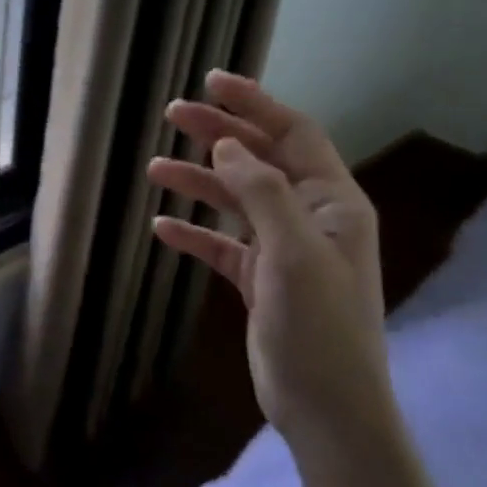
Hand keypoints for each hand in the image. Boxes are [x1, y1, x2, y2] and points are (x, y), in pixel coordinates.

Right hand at [147, 72, 388, 444]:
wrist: (326, 405)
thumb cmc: (319, 325)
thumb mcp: (293, 251)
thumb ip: (262, 192)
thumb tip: (227, 145)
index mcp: (332, 202)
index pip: (293, 134)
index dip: (255, 104)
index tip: (212, 82)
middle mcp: (310, 217)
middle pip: (259, 160)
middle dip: (218, 136)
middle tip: (173, 115)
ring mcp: (284, 250)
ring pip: (235, 201)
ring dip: (198, 183)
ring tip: (154, 168)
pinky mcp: (260, 280)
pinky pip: (222, 244)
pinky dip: (194, 233)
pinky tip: (162, 227)